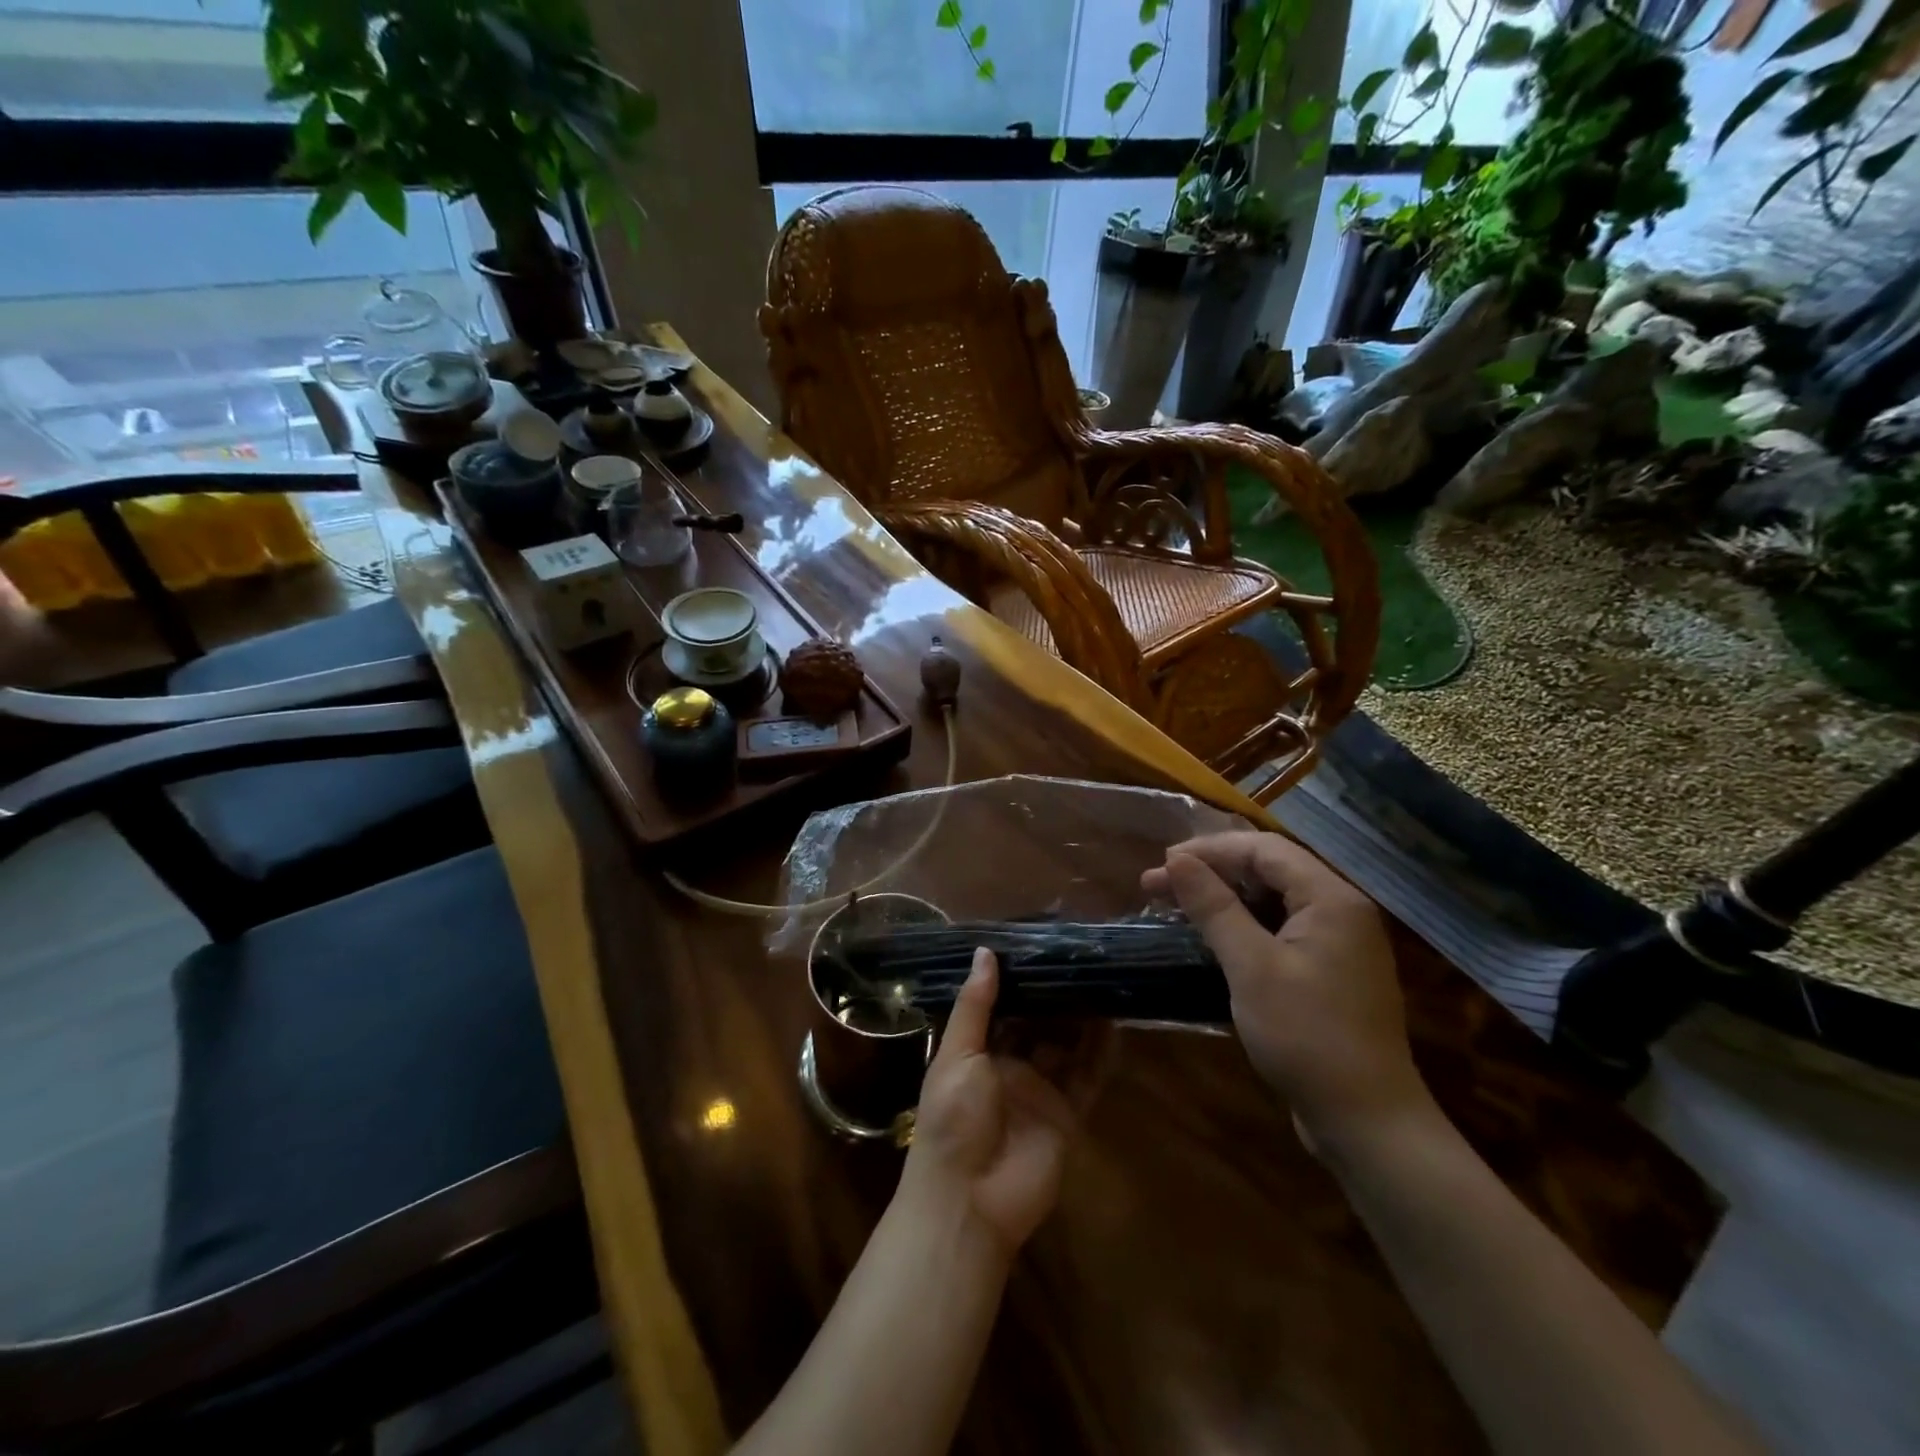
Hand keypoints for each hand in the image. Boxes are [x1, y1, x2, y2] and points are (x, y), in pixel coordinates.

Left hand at [902, 949, 1078, 1255]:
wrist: (969, 1201)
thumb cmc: (953, 1119)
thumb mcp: (957, 1055)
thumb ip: (975, 1005)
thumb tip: (986, 951)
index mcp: (977, 1052)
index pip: (1002, 1008)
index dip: (1019, 981)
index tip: (1040, 947)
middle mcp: (1010, 1067)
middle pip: (1037, 1026)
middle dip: (1054, 998)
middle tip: (1080, 959)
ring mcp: (1040, 1092)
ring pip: (1066, 1048)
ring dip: (1080, 1020)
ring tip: (1102, 981)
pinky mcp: (1067, 1115)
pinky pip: (1087, 1079)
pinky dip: (1100, 1055)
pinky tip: (1114, 1026)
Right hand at [1142, 832, 1432, 1154]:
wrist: (1367, 1122)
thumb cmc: (1307, 1036)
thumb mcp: (1252, 967)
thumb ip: (1215, 907)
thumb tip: (1176, 859)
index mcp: (1331, 898)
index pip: (1264, 850)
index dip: (1209, 850)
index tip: (1162, 863)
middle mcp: (1340, 910)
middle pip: (1269, 870)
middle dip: (1211, 872)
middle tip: (1158, 885)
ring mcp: (1337, 943)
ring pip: (1272, 900)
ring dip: (1223, 899)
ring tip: (1176, 905)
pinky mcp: (1328, 972)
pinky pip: (1279, 929)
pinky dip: (1242, 926)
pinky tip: (1210, 937)